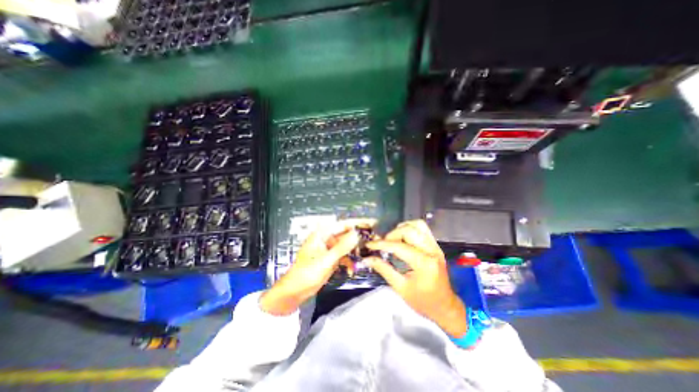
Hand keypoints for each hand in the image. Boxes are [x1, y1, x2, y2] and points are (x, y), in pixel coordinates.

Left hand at [259, 219, 377, 316]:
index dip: (358, 223)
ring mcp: (328, 249)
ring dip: (355, 250)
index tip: (372, 223)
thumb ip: (342, 246)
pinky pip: (343, 256)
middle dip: (358, 237)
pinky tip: (352, 269)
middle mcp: (326, 238)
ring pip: (346, 245)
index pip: (343, 224)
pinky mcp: (330, 258)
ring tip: (368, 253)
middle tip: (374, 238)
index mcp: (322, 234)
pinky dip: (348, 261)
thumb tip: (357, 233)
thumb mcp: (326, 260)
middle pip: (346, 234)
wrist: (295, 291)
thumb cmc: (307, 273)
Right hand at [363, 220, 465, 336]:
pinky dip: (411, 229)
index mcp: (423, 263)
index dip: (381, 244)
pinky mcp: (436, 246)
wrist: (445, 307)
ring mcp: (435, 247)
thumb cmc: (422, 301)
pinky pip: (423, 229)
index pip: (399, 246)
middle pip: (409, 230)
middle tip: (383, 244)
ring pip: (418, 225)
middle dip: (392, 234)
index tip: (369, 244)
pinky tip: (403, 238)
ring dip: (402, 228)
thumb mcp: (400, 288)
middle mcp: (431, 251)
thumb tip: (367, 258)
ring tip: (393, 239)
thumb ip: (384, 269)